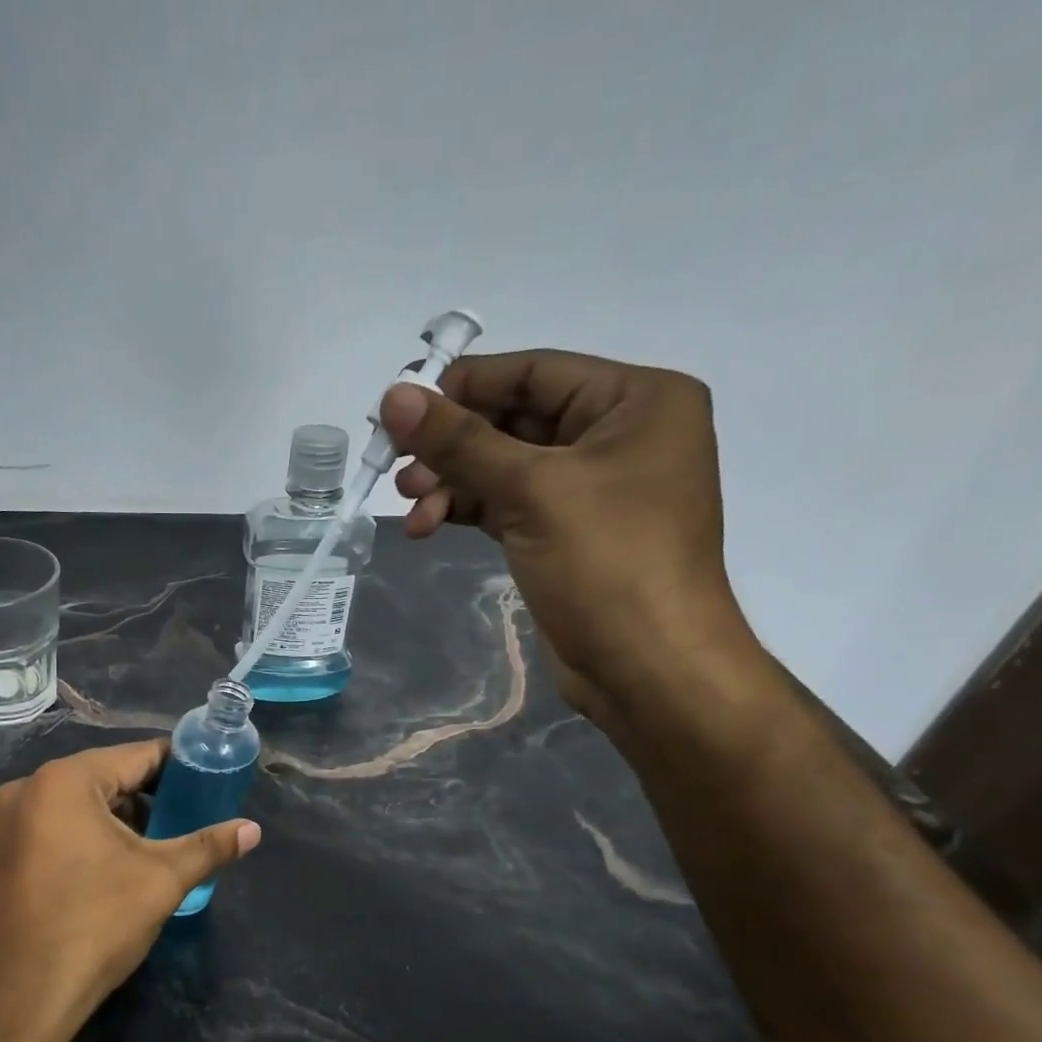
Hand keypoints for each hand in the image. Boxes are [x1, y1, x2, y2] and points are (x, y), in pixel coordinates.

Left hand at [0, 740, 260, 1041]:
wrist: (17, 1001)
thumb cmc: (93, 926)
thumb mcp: (161, 880)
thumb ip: (209, 846)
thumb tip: (253, 830)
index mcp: (64, 781)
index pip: (137, 755)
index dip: (179, 766)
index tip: (210, 780)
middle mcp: (28, 788)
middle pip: (106, 776)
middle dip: (150, 796)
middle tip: (190, 816)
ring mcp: (7, 822)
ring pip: (80, 804)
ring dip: (120, 817)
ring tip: (160, 842)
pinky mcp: (0, 853)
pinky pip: (56, 826)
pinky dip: (89, 835)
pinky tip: (117, 863)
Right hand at [381, 351, 757, 725]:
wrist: (648, 668)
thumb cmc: (608, 564)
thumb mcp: (531, 491)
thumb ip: (460, 441)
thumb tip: (393, 396)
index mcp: (637, 400)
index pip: (534, 372)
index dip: (463, 387)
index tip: (400, 411)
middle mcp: (619, 434)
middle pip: (514, 420)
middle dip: (452, 447)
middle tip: (397, 469)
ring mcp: (593, 487)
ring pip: (504, 466)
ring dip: (452, 482)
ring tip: (411, 507)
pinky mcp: (567, 532)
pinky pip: (508, 504)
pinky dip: (468, 510)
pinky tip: (428, 527)